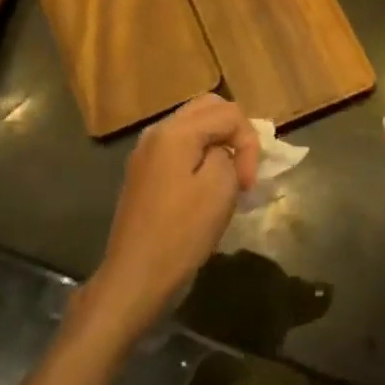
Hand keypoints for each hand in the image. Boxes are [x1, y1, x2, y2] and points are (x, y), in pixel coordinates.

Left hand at [84, 94, 259, 336]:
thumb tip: (222, 152)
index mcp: (175, 131)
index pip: (228, 113)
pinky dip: (200, 157)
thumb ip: (229, 154)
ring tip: (231, 178)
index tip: (249, 182)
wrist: (136, 276)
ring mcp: (146, 153)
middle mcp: (156, 133)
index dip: (249, 143)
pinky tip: (208, 187)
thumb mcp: (220, 187)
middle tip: (244, 168)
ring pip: (193, 127)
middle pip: (207, 108)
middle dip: (234, 133)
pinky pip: (179, 149)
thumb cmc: (182, 232)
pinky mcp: (143, 175)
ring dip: (218, 143)